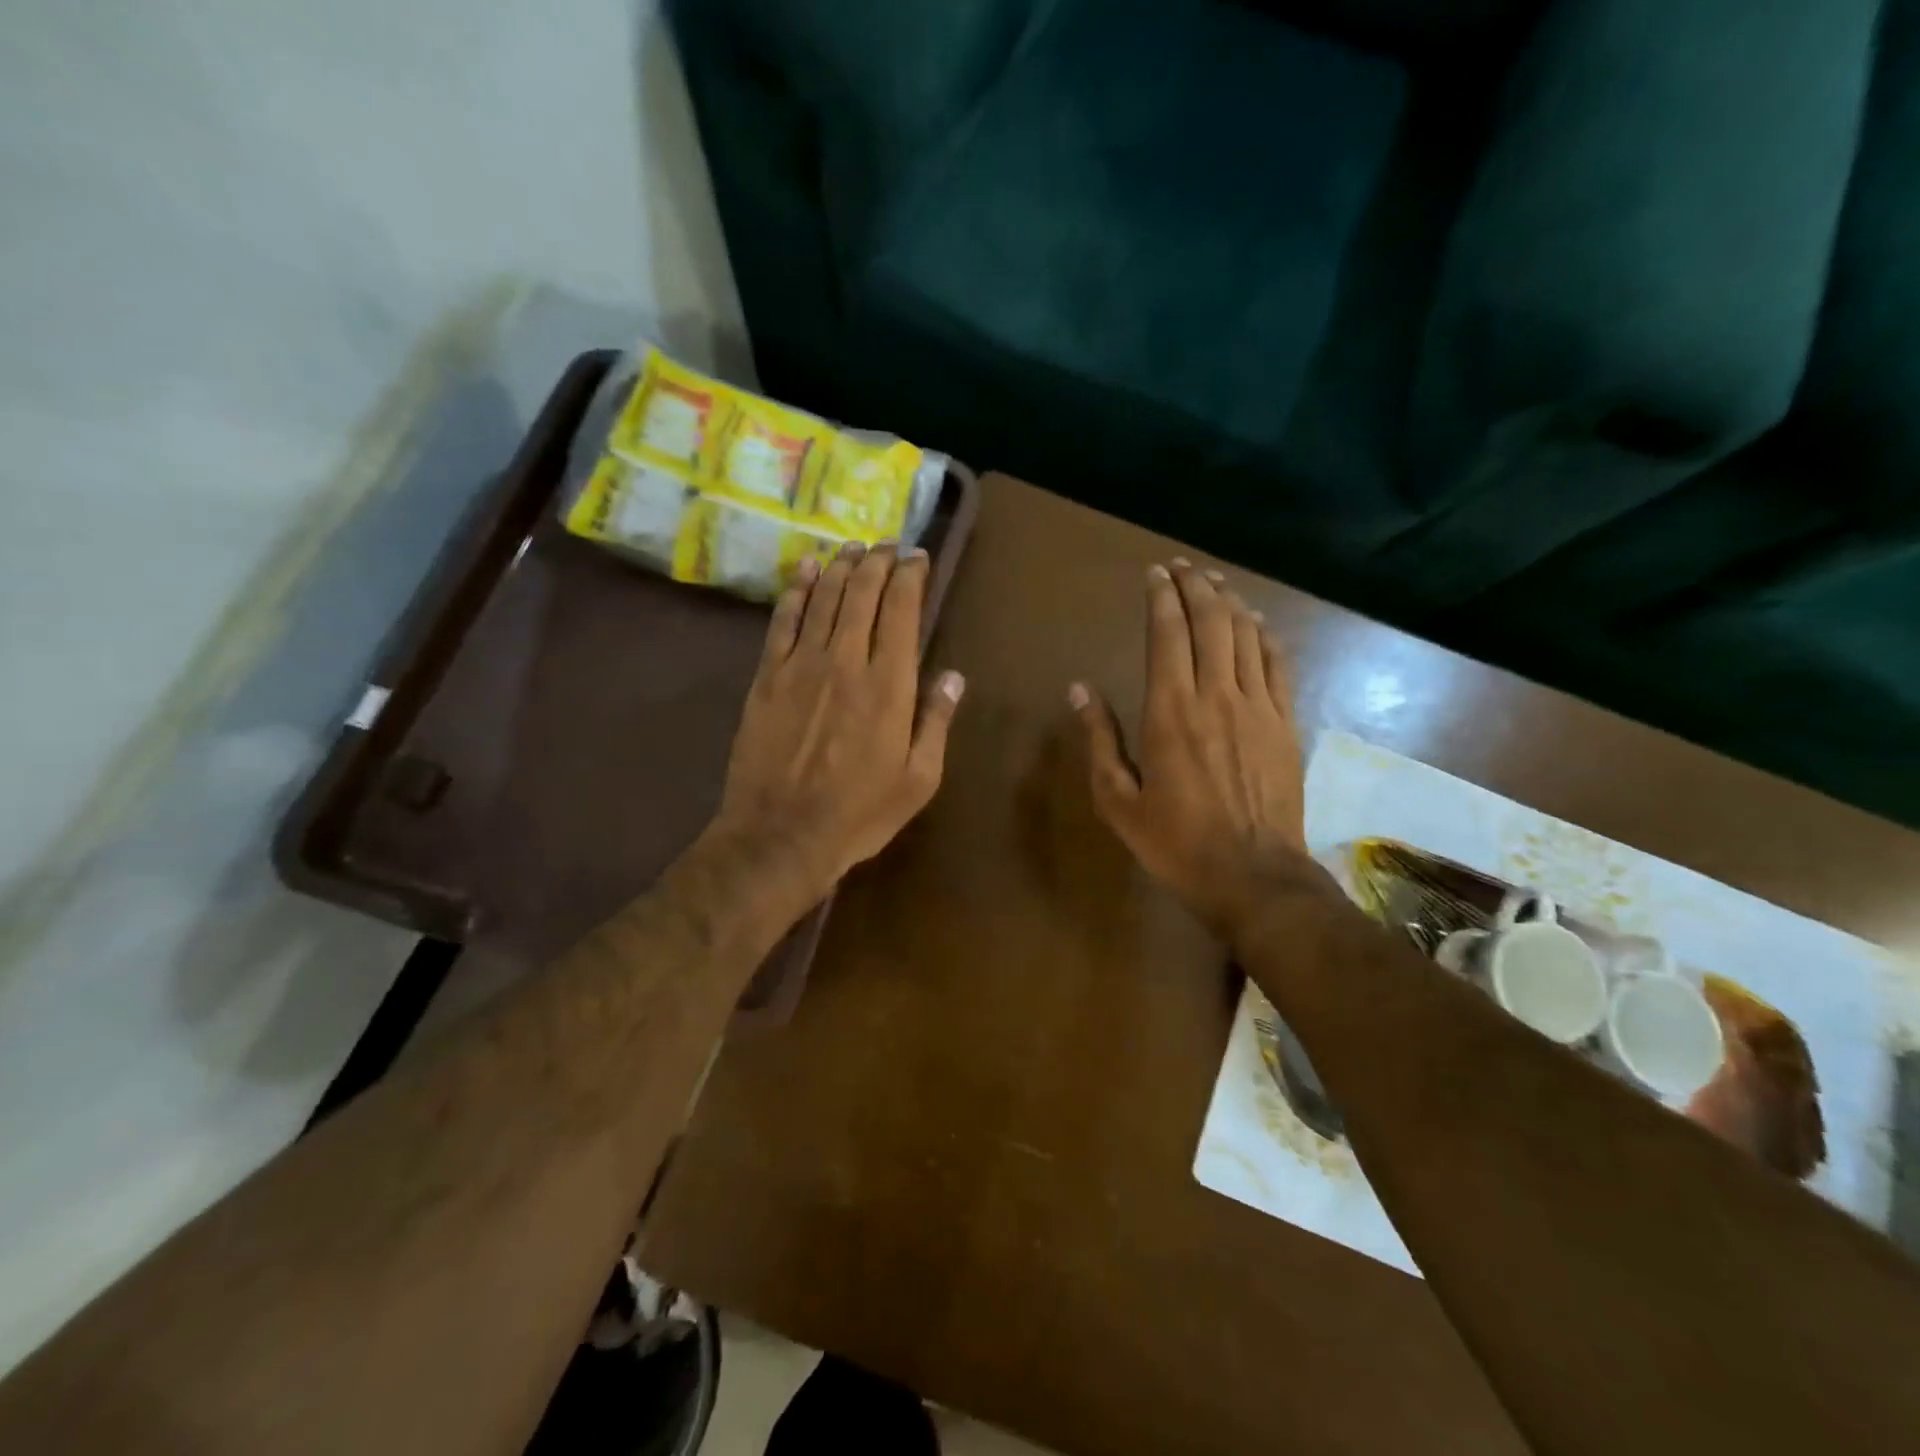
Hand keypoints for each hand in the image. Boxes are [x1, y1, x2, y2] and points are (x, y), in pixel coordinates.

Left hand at [709, 540, 963, 899]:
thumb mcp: (918, 780)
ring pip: (824, 598)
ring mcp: (801, 665)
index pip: (902, 610)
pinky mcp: (767, 676)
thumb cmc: (859, 814)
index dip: (911, 576)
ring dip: (841, 566)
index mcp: (890, 685)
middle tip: (888, 545)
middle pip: (862, 593)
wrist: (780, 835)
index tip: (919, 557)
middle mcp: (846, 661)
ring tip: (854, 548)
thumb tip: (954, 677)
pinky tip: (806, 569)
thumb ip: (936, 722)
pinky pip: (783, 620)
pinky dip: (797, 589)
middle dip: (878, 561)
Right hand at [1071, 559, 1309, 939]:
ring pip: (1246, 635)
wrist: (1254, 877)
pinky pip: (1278, 663)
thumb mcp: (1118, 800)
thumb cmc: (1176, 843)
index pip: (1167, 634)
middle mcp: (1216, 696)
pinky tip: (1256, 621)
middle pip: (1211, 622)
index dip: (1161, 597)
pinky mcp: (1286, 723)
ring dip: (1229, 602)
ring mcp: (1258, 707)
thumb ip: (1100, 740)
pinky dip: (1265, 634)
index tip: (1154, 574)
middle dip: (1195, 586)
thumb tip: (1079, 690)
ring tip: (1214, 582)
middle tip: (1182, 567)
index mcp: (1170, 712)